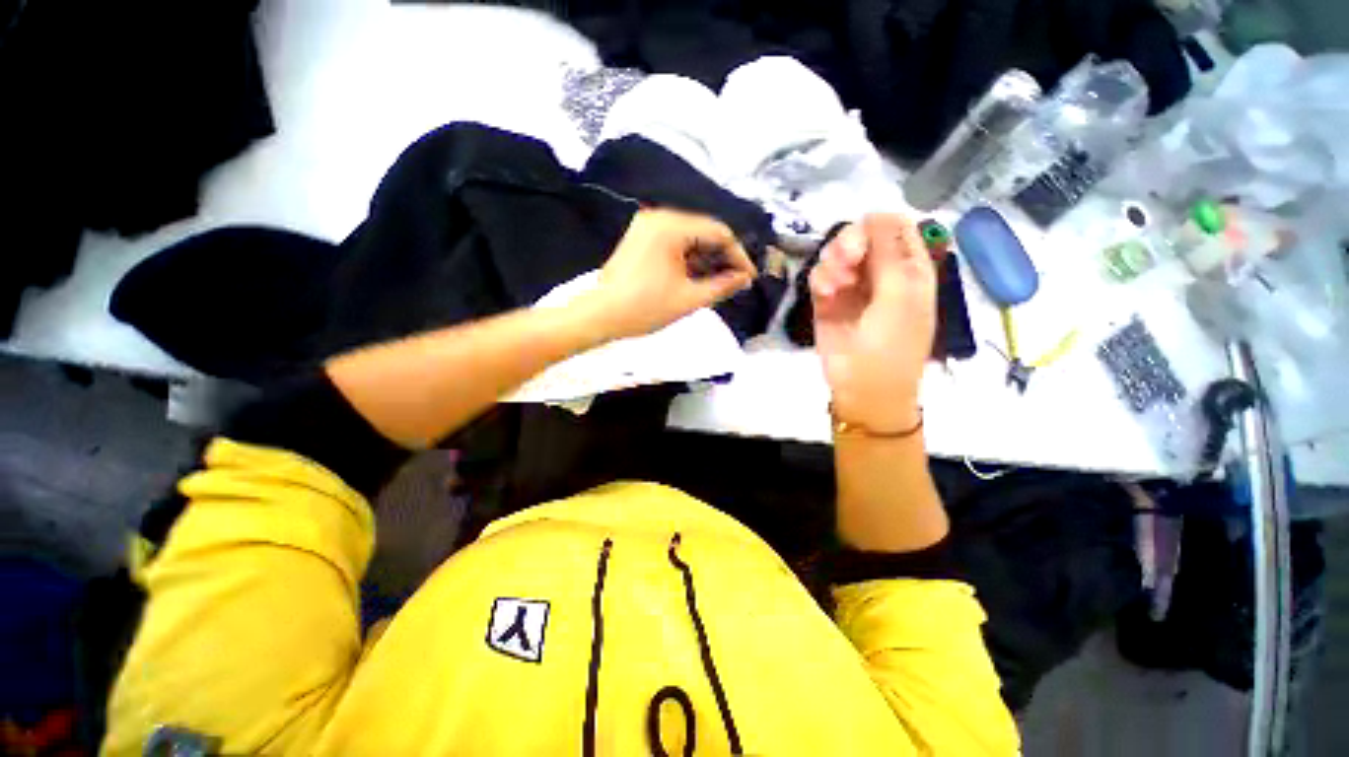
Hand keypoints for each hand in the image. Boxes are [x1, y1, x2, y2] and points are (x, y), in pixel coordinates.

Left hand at [579, 209, 756, 340]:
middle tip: (736, 283)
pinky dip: (688, 260)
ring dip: (706, 260)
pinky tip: (698, 277)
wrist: (601, 316)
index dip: (738, 256)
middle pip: (703, 232)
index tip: (748, 278)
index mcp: (671, 226)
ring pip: (689, 238)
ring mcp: (647, 227)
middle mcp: (658, 217)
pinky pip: (673, 244)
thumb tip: (744, 279)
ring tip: (720, 284)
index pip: (718, 232)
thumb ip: (722, 286)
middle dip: (722, 258)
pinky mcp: (640, 238)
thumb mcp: (689, 299)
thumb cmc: (644, 308)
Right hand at [811, 214, 935, 431]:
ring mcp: (852, 287)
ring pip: (837, 253)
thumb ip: (891, 253)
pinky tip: (826, 293)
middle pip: (862, 236)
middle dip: (851, 243)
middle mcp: (880, 273)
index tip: (865, 240)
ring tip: (835, 285)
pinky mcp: (827, 301)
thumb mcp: (901, 296)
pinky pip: (820, 275)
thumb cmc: (892, 345)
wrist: (863, 388)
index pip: (895, 228)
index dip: (878, 225)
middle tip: (848, 261)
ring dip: (834, 262)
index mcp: (909, 268)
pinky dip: (821, 278)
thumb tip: (877, 212)